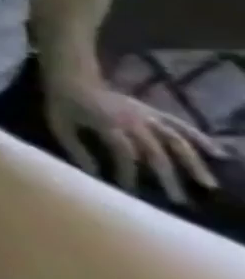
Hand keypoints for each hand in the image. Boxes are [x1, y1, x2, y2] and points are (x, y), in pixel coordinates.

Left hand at [43, 75, 224, 204]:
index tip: (129, 190)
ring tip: (208, 185)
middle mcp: (132, 120)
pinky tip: (219, 154)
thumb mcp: (59, 125)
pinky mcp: (153, 111)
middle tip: (178, 200)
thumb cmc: (61, 104)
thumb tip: (94, 174)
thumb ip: (75, 149)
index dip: (128, 172)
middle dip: (167, 177)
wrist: (71, 78)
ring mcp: (147, 115)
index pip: (125, 153)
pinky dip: (201, 138)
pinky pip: (181, 124)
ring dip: (194, 163)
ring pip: (177, 140)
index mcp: (107, 124)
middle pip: (156, 151)